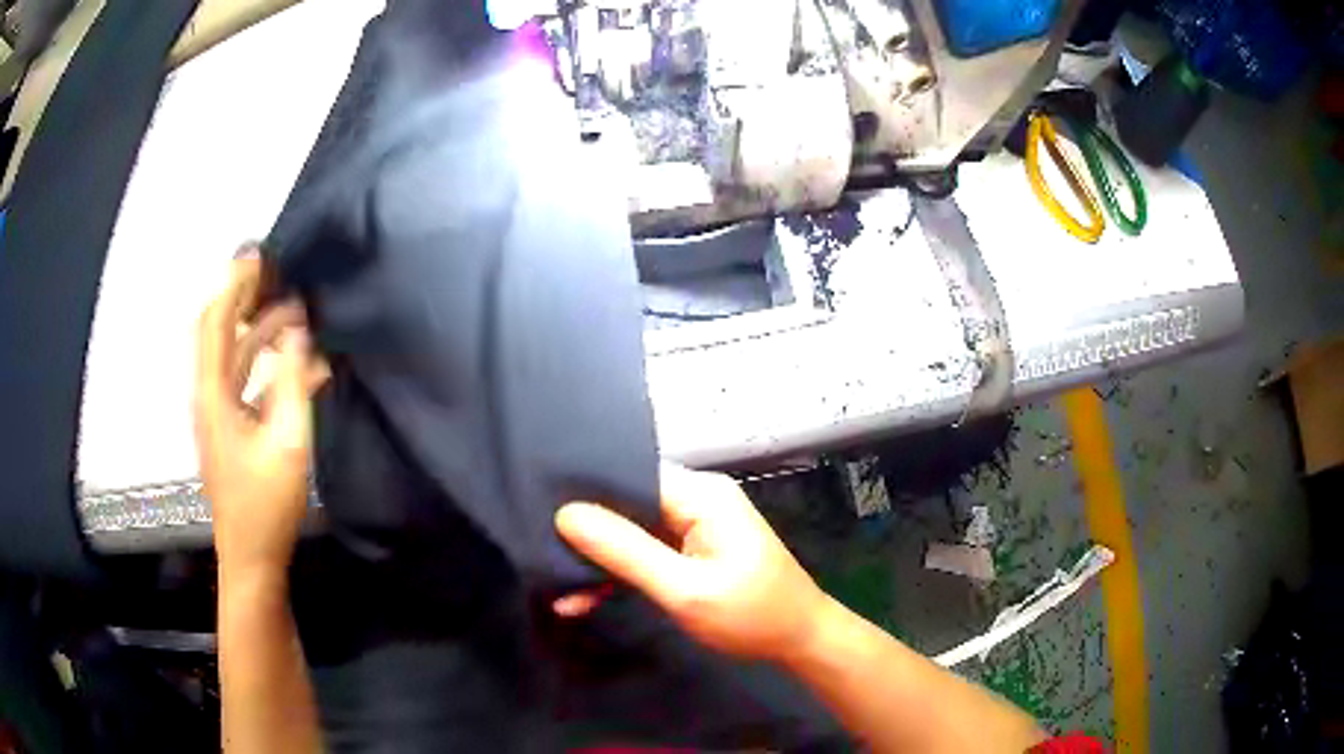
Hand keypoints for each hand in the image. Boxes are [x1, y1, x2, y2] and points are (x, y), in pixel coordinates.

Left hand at [194, 248, 326, 576]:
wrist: (252, 557)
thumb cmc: (266, 503)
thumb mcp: (286, 441)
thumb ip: (291, 380)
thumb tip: (297, 328)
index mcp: (213, 394)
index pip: (215, 322)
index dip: (234, 284)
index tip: (260, 255)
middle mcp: (208, 396)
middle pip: (217, 332)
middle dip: (242, 298)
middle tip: (277, 275)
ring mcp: (217, 414)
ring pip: (232, 356)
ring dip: (257, 330)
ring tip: (294, 312)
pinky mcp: (229, 429)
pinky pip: (243, 380)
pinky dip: (264, 363)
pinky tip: (294, 364)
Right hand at [554, 464, 831, 662]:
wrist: (799, 640)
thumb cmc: (750, 615)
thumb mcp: (683, 589)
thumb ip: (625, 552)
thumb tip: (566, 514)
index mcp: (699, 494)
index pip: (628, 476)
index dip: (584, 493)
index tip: (537, 512)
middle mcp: (696, 498)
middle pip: (626, 502)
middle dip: (585, 532)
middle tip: (537, 551)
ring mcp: (695, 524)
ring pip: (631, 531)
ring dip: (599, 560)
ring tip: (556, 586)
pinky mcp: (693, 548)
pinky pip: (646, 551)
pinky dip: (621, 573)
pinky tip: (585, 597)